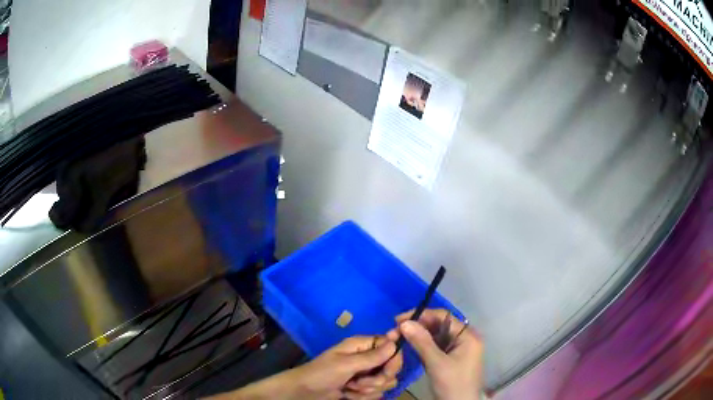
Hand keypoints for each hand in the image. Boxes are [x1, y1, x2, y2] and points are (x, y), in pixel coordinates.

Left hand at [289, 335, 403, 399]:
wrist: (305, 392)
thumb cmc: (322, 373)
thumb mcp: (346, 364)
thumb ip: (372, 357)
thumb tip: (395, 343)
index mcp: (362, 345)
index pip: (391, 346)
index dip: (393, 359)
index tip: (386, 370)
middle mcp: (367, 357)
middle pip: (391, 367)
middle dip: (377, 379)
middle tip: (359, 382)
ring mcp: (366, 374)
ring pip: (385, 383)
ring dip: (368, 390)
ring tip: (350, 388)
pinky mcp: (363, 387)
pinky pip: (376, 393)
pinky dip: (363, 396)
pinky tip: (348, 394)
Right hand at [387, 309, 482, 399]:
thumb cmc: (452, 384)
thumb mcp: (436, 363)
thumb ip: (421, 342)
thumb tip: (404, 322)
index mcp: (467, 335)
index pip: (443, 317)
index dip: (421, 315)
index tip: (398, 320)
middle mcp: (464, 338)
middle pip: (439, 325)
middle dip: (417, 326)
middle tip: (394, 331)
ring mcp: (458, 349)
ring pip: (436, 335)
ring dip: (418, 335)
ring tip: (398, 337)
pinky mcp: (450, 358)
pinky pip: (436, 346)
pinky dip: (422, 345)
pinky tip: (409, 345)